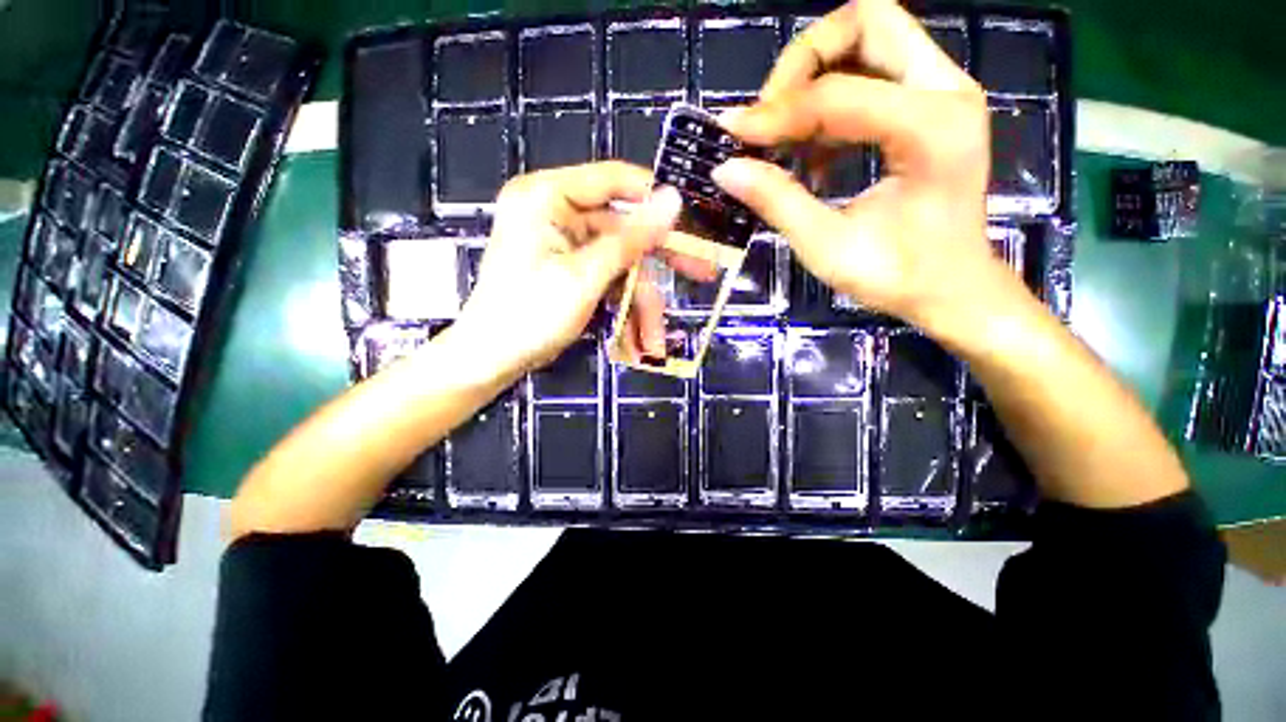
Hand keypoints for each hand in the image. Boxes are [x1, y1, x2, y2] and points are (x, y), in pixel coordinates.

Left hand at [455, 162, 681, 375]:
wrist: (491, 360)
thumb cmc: (530, 315)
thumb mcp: (585, 277)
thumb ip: (630, 238)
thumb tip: (674, 199)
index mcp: (547, 196)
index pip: (614, 180)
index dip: (656, 199)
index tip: (693, 220)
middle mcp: (555, 211)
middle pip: (623, 228)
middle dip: (658, 264)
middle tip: (702, 273)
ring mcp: (563, 243)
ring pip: (620, 264)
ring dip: (640, 305)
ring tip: (653, 342)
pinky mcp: (569, 269)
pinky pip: (607, 280)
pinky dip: (623, 309)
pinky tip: (636, 342)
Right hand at [712, 0, 1022, 337]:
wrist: (952, 289)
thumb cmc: (898, 276)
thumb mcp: (828, 247)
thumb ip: (778, 202)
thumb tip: (726, 168)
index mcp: (931, 129)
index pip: (838, 93)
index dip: (777, 112)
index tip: (733, 133)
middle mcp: (947, 91)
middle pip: (868, 21)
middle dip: (806, 59)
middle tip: (771, 112)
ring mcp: (944, 92)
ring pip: (871, 38)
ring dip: (817, 76)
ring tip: (786, 135)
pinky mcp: (931, 106)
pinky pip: (874, 72)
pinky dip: (832, 100)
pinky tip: (813, 151)